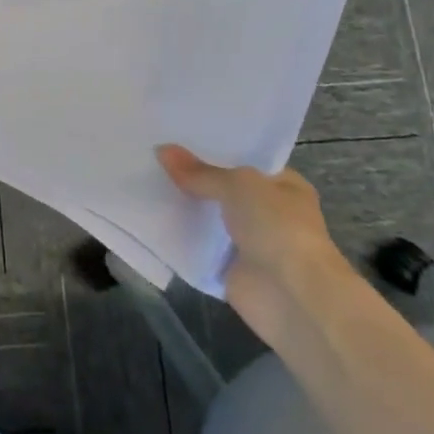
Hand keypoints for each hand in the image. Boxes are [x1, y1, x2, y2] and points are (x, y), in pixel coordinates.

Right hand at [157, 143, 355, 341]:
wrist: (292, 296)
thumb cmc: (278, 228)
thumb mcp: (238, 185)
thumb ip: (199, 171)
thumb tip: (162, 150)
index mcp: (283, 186)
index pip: (244, 160)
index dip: (212, 149)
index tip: (175, 137)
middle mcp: (267, 212)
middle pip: (220, 188)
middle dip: (190, 177)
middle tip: (150, 156)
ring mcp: (247, 242)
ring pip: (206, 217)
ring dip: (181, 207)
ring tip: (141, 181)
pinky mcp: (227, 268)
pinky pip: (195, 246)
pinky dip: (176, 237)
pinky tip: (146, 217)